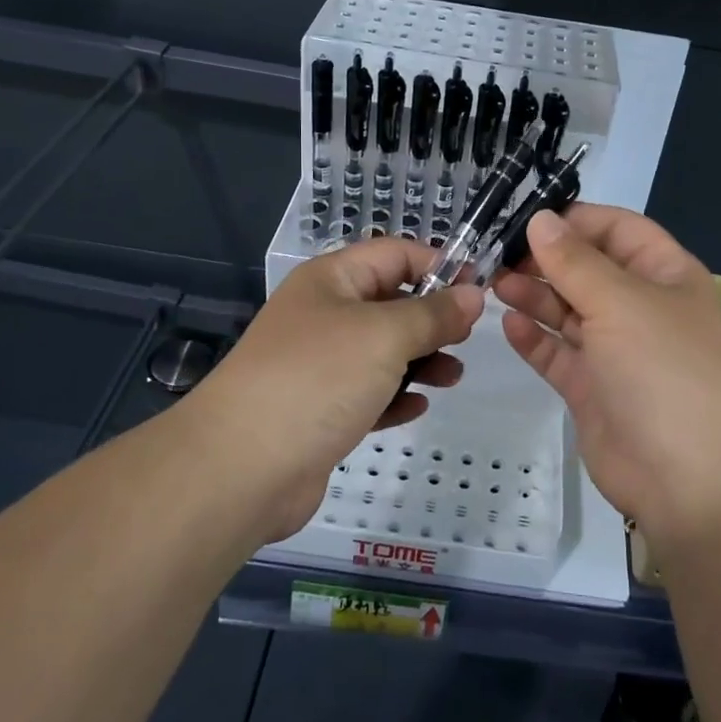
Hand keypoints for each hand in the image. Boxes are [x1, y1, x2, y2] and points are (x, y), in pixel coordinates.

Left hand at [197, 239, 482, 540]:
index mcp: (332, 280)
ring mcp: (319, 365)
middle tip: (466, 338)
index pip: (394, 253)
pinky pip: (369, 393)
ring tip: (452, 376)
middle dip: (432, 318)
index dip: (438, 265)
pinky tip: (418, 407)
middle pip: (390, 302)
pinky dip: (395, 396)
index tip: (479, 289)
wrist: (241, 468)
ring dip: (421, 360)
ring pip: (383, 351)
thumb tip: (474, 294)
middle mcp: (324, 315)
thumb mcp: (385, 335)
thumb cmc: (318, 379)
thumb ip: (434, 314)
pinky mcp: (320, 410)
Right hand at [494, 206, 720, 549]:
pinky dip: (534, 338)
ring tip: (493, 284)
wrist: (692, 483)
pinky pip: (558, 353)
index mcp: (665, 275)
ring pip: (568, 310)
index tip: (526, 217)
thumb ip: (574, 261)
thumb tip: (540, 219)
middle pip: (587, 269)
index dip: (576, 219)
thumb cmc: (665, 371)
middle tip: (495, 253)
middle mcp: (641, 307)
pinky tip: (508, 324)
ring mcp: (616, 351)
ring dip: (534, 295)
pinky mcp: (593, 389)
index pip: (618, 229)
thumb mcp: (621, 303)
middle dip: (545, 258)